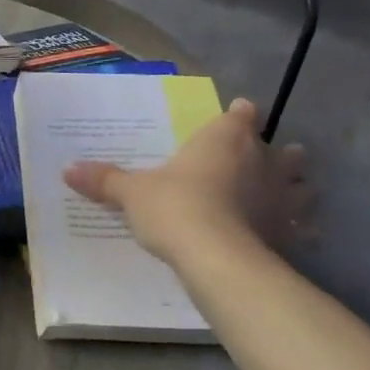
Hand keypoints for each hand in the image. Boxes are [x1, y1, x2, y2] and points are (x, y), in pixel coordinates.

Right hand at [63, 98, 310, 268]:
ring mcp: (282, 196)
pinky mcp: (290, 231)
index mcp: (225, 137)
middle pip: (281, 147)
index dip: (238, 114)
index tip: (235, 115)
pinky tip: (289, 236)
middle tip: (260, 160)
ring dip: (296, 188)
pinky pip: (302, 227)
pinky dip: (299, 229)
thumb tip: (68, 169)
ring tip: (285, 195)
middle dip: (275, 152)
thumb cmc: (175, 207)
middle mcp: (262, 159)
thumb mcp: (132, 194)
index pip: (241, 113)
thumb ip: (105, 180)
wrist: (216, 257)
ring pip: (302, 184)